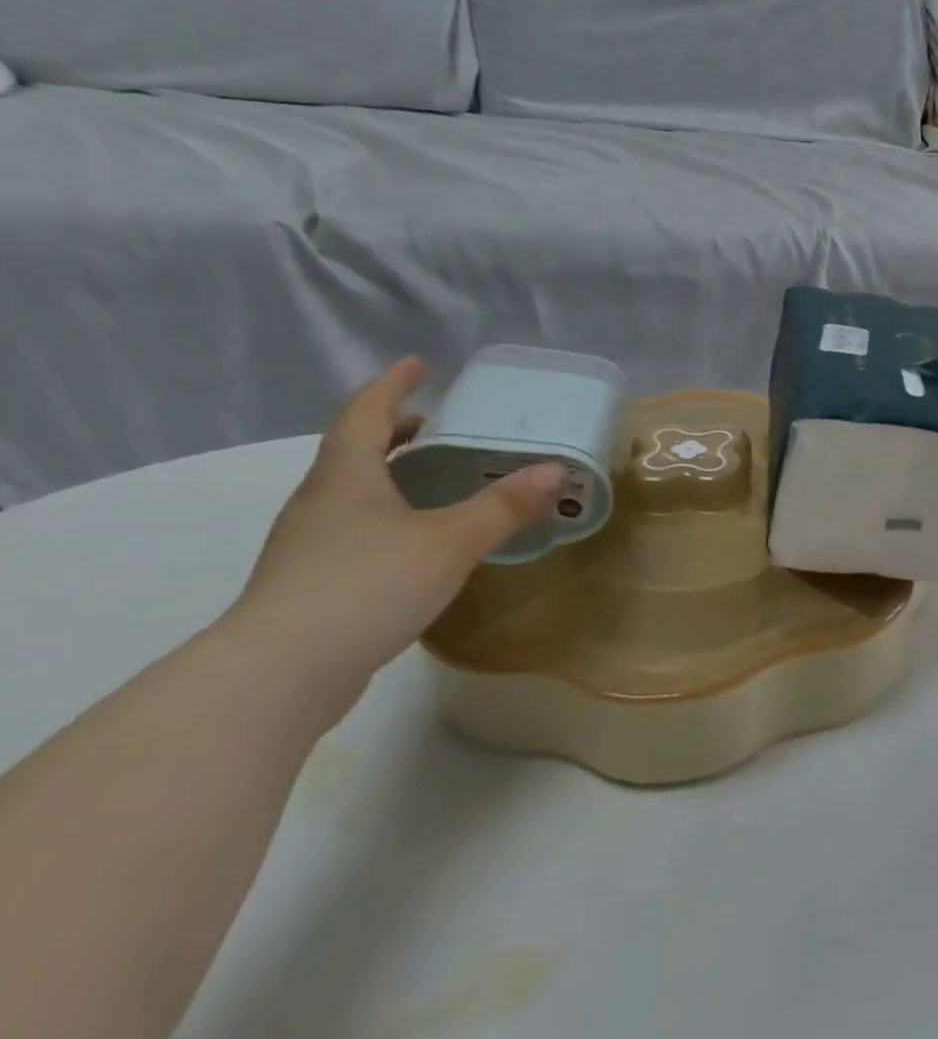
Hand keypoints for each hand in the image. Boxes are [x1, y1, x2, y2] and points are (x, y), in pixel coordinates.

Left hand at [224, 359, 563, 715]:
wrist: (280, 673)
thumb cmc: (366, 587)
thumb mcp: (450, 542)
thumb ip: (504, 506)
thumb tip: (556, 470)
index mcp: (347, 477)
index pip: (365, 414)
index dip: (392, 386)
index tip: (418, 365)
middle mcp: (321, 501)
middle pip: (356, 450)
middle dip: (396, 431)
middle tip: (440, 425)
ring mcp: (310, 543)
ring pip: (355, 491)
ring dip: (393, 474)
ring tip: (438, 479)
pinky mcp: (313, 581)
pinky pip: (356, 527)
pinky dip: (389, 514)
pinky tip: (418, 540)